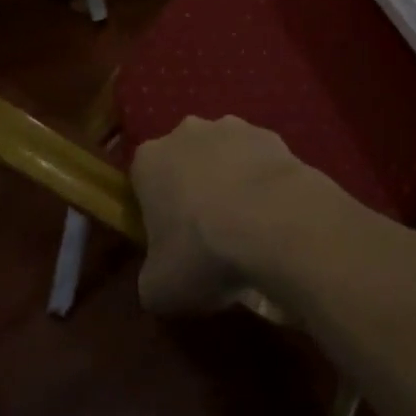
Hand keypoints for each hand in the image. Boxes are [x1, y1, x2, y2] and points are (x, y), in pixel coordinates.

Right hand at [129, 115, 326, 314]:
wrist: (272, 221)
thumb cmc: (202, 251)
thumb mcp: (157, 288)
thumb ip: (151, 275)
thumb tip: (162, 274)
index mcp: (149, 160)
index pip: (142, 181)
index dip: (154, 211)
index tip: (168, 241)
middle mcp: (187, 132)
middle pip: (184, 161)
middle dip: (192, 189)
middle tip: (207, 234)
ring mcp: (232, 126)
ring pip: (223, 155)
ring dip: (229, 180)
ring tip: (246, 226)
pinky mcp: (269, 134)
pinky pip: (258, 159)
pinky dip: (261, 181)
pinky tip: (272, 214)